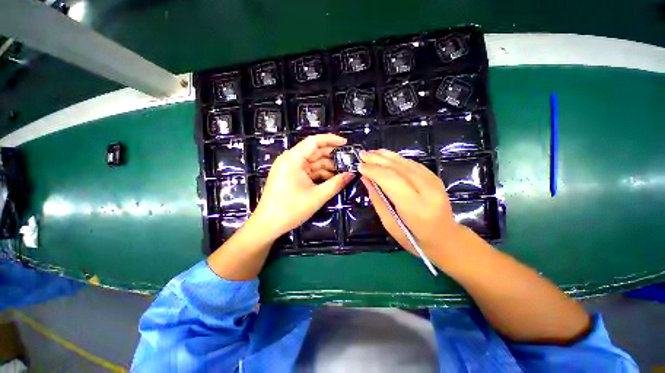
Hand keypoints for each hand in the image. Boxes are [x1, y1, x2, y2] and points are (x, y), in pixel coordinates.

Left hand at [251, 134, 354, 240]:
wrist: (268, 224)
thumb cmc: (291, 209)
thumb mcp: (317, 196)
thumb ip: (336, 183)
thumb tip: (351, 174)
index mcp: (293, 159)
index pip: (314, 141)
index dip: (331, 140)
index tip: (345, 143)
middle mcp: (289, 159)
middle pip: (313, 151)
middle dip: (331, 156)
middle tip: (347, 160)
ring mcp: (288, 168)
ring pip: (311, 162)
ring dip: (326, 166)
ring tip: (342, 172)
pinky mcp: (289, 175)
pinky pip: (307, 170)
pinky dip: (318, 173)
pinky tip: (330, 179)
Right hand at [358, 149, 464, 258]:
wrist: (447, 238)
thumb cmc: (415, 239)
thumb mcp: (390, 225)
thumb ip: (378, 200)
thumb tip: (366, 179)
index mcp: (415, 207)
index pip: (391, 180)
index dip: (374, 170)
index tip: (360, 166)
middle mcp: (427, 191)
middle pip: (398, 169)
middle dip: (377, 160)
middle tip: (362, 155)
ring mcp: (434, 182)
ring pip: (406, 163)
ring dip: (386, 156)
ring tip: (371, 153)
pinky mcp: (435, 178)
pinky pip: (413, 164)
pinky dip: (397, 159)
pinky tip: (387, 156)